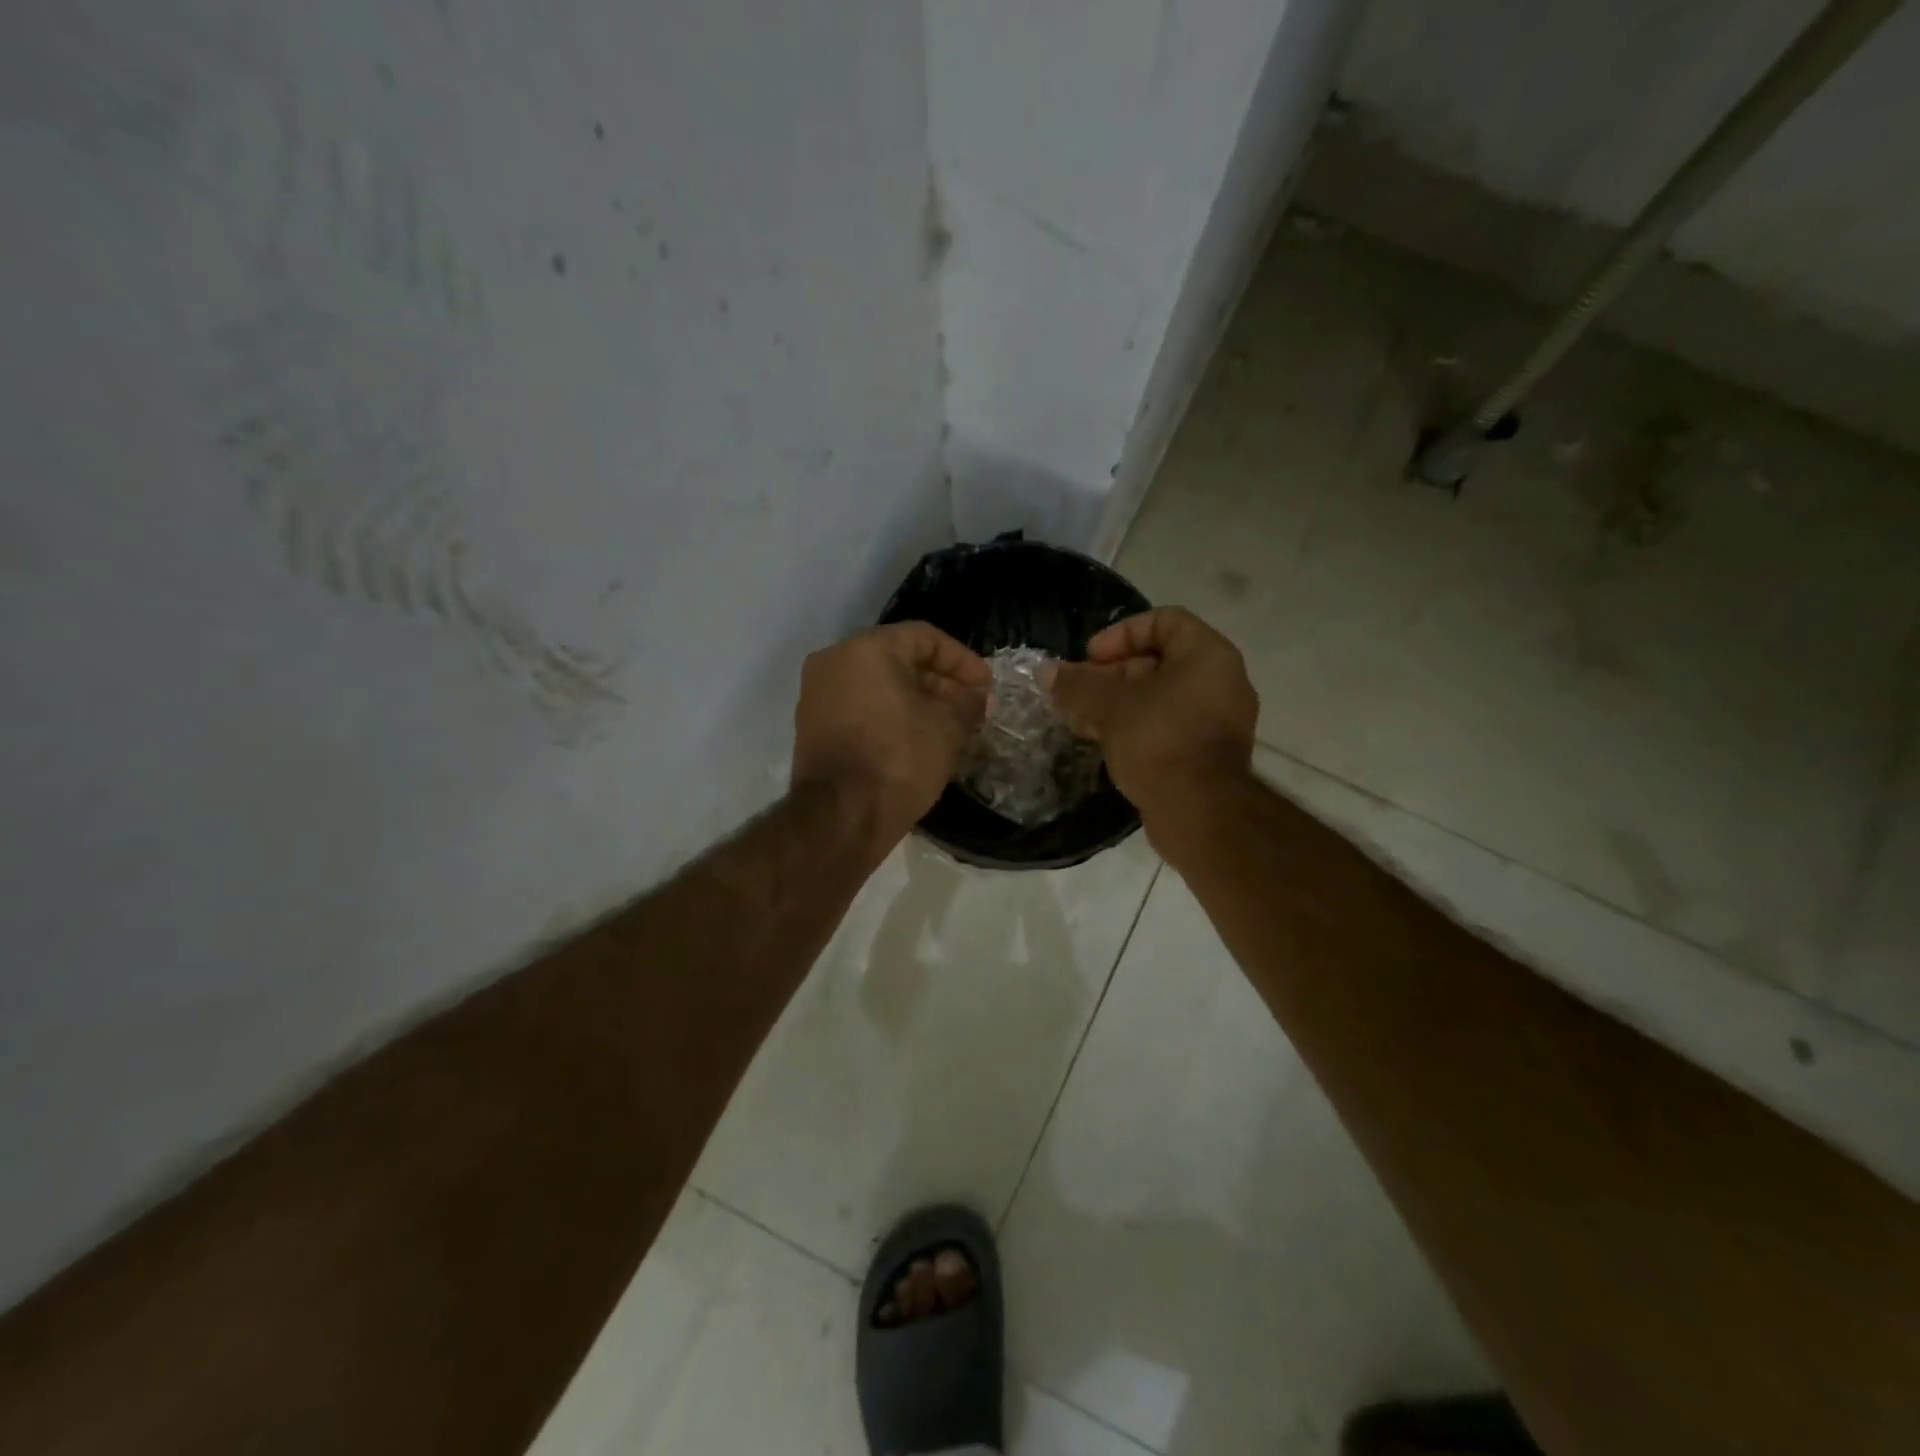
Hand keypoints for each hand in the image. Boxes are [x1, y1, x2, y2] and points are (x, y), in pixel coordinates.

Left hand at [791, 622, 990, 856]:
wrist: (841, 816)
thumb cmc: (899, 758)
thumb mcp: (948, 728)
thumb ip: (968, 703)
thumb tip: (978, 697)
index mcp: (866, 648)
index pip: (925, 638)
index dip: (962, 660)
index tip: (986, 687)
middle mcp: (834, 661)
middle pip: (899, 659)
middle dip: (940, 682)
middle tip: (971, 708)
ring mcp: (817, 695)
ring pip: (878, 685)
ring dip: (917, 700)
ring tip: (950, 726)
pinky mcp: (812, 727)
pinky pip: (860, 708)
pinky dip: (890, 716)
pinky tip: (918, 740)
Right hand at [1051, 607, 1258, 836]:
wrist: (1201, 813)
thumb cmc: (1159, 742)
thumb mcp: (1109, 707)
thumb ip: (1076, 685)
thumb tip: (1045, 672)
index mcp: (1207, 655)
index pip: (1163, 621)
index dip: (1121, 634)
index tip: (1090, 658)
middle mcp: (1221, 680)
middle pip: (1158, 660)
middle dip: (1110, 674)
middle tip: (1077, 693)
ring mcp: (1218, 719)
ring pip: (1160, 696)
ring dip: (1118, 703)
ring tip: (1082, 720)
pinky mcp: (1208, 752)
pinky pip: (1169, 724)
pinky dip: (1137, 726)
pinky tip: (1104, 742)